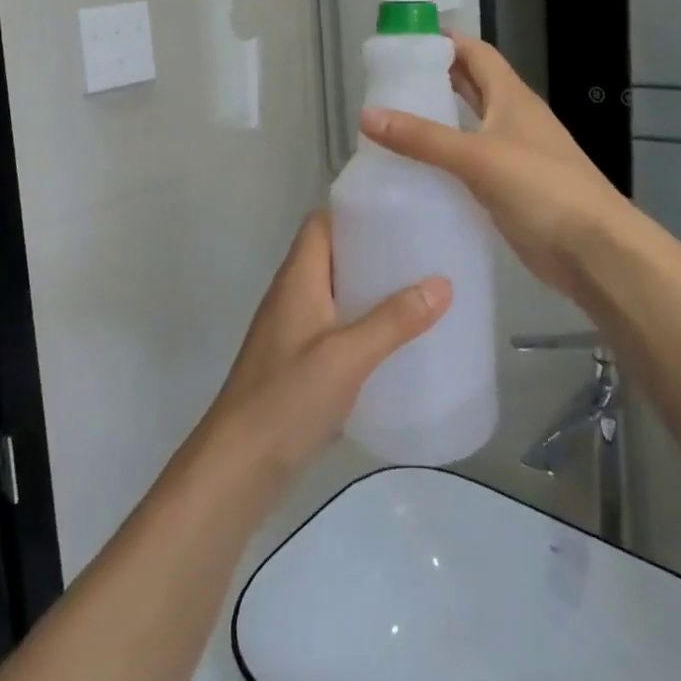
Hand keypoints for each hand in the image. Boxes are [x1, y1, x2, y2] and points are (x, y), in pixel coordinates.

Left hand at [200, 212, 449, 488]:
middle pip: (331, 257)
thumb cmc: (287, 399)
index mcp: (297, 279)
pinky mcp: (298, 364)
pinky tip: (394, 343)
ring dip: (369, 290)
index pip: (319, 224)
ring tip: (417, 292)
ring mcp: (293, 332)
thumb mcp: (347, 356)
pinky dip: (362, 326)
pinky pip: (335, 329)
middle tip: (419, 253)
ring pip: (335, 294)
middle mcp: (292, 297)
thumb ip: (393, 321)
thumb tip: (442, 283)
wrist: (239, 467)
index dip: (353, 213)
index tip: (397, 214)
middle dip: (372, 251)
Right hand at [360, 34, 633, 306]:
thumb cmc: (542, 189)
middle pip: (472, 86)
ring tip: (393, 122)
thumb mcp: (477, 157)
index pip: (476, 53)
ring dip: (439, 120)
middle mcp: (513, 118)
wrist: (594, 250)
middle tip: (389, 83)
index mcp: (512, 97)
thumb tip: (366, 115)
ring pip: (471, 126)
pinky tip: (417, 171)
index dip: (444, 41)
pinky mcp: (511, 189)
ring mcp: (514, 155)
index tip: (403, 41)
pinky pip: (472, 163)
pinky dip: (447, 159)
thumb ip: (423, 137)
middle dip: (436, 79)